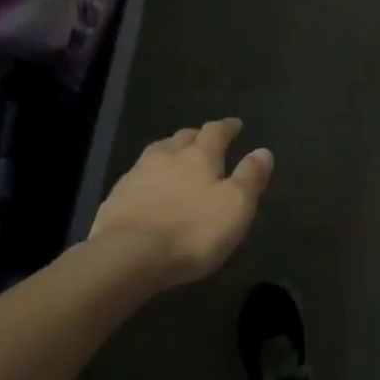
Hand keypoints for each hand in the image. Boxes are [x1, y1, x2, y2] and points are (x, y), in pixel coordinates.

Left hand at [91, 119, 273, 290]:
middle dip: (196, 137)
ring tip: (176, 159)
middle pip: (183, 137)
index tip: (235, 124)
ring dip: (170, 152)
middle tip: (205, 141)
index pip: (216, 131)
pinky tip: (149, 189)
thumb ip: (250, 178)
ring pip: (157, 153)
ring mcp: (137, 174)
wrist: (127, 255)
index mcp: (199, 155)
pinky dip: (149, 177)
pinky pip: (138, 177)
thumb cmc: (191, 230)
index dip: (227, 127)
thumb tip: (263, 151)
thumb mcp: (235, 207)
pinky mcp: (116, 197)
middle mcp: (167, 156)